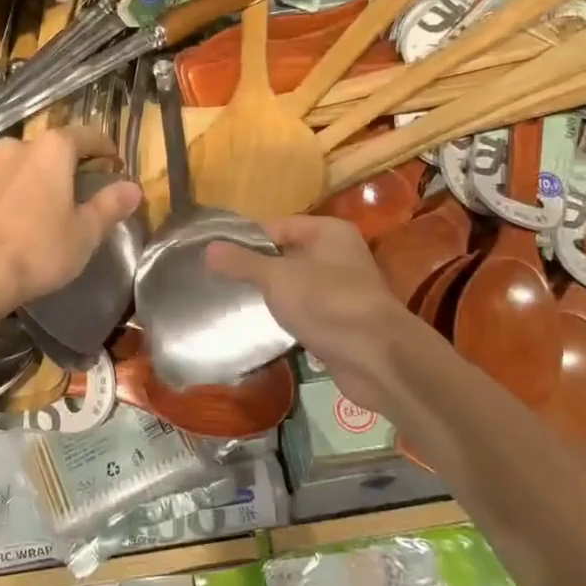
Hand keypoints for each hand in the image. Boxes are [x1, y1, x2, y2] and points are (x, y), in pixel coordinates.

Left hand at [0, 126, 142, 314]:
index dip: (103, 147)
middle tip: (77, 188)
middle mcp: (16, 147)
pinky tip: (11, 217)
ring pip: (17, 165)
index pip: (85, 136)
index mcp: (51, 150)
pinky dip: (7, 193)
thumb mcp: (85, 232)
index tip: (113, 162)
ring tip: (41, 204)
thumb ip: (110, 205)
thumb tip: (133, 188)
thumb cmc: (39, 249)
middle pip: (48, 149)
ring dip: (32, 178)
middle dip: (64, 164)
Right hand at [206, 215, 417, 409]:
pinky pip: (308, 313)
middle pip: (287, 256)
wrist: (376, 358)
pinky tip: (267, 330)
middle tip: (221, 284)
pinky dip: (291, 320)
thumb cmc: (327, 303)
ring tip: (237, 307)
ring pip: (297, 287)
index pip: (277, 227)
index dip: (247, 242)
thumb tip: (209, 247)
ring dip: (274, 298)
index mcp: (328, 232)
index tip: (217, 259)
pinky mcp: (343, 322)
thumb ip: (242, 263)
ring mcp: (343, 290)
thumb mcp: (277, 278)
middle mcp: (338, 255)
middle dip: (258, 271)